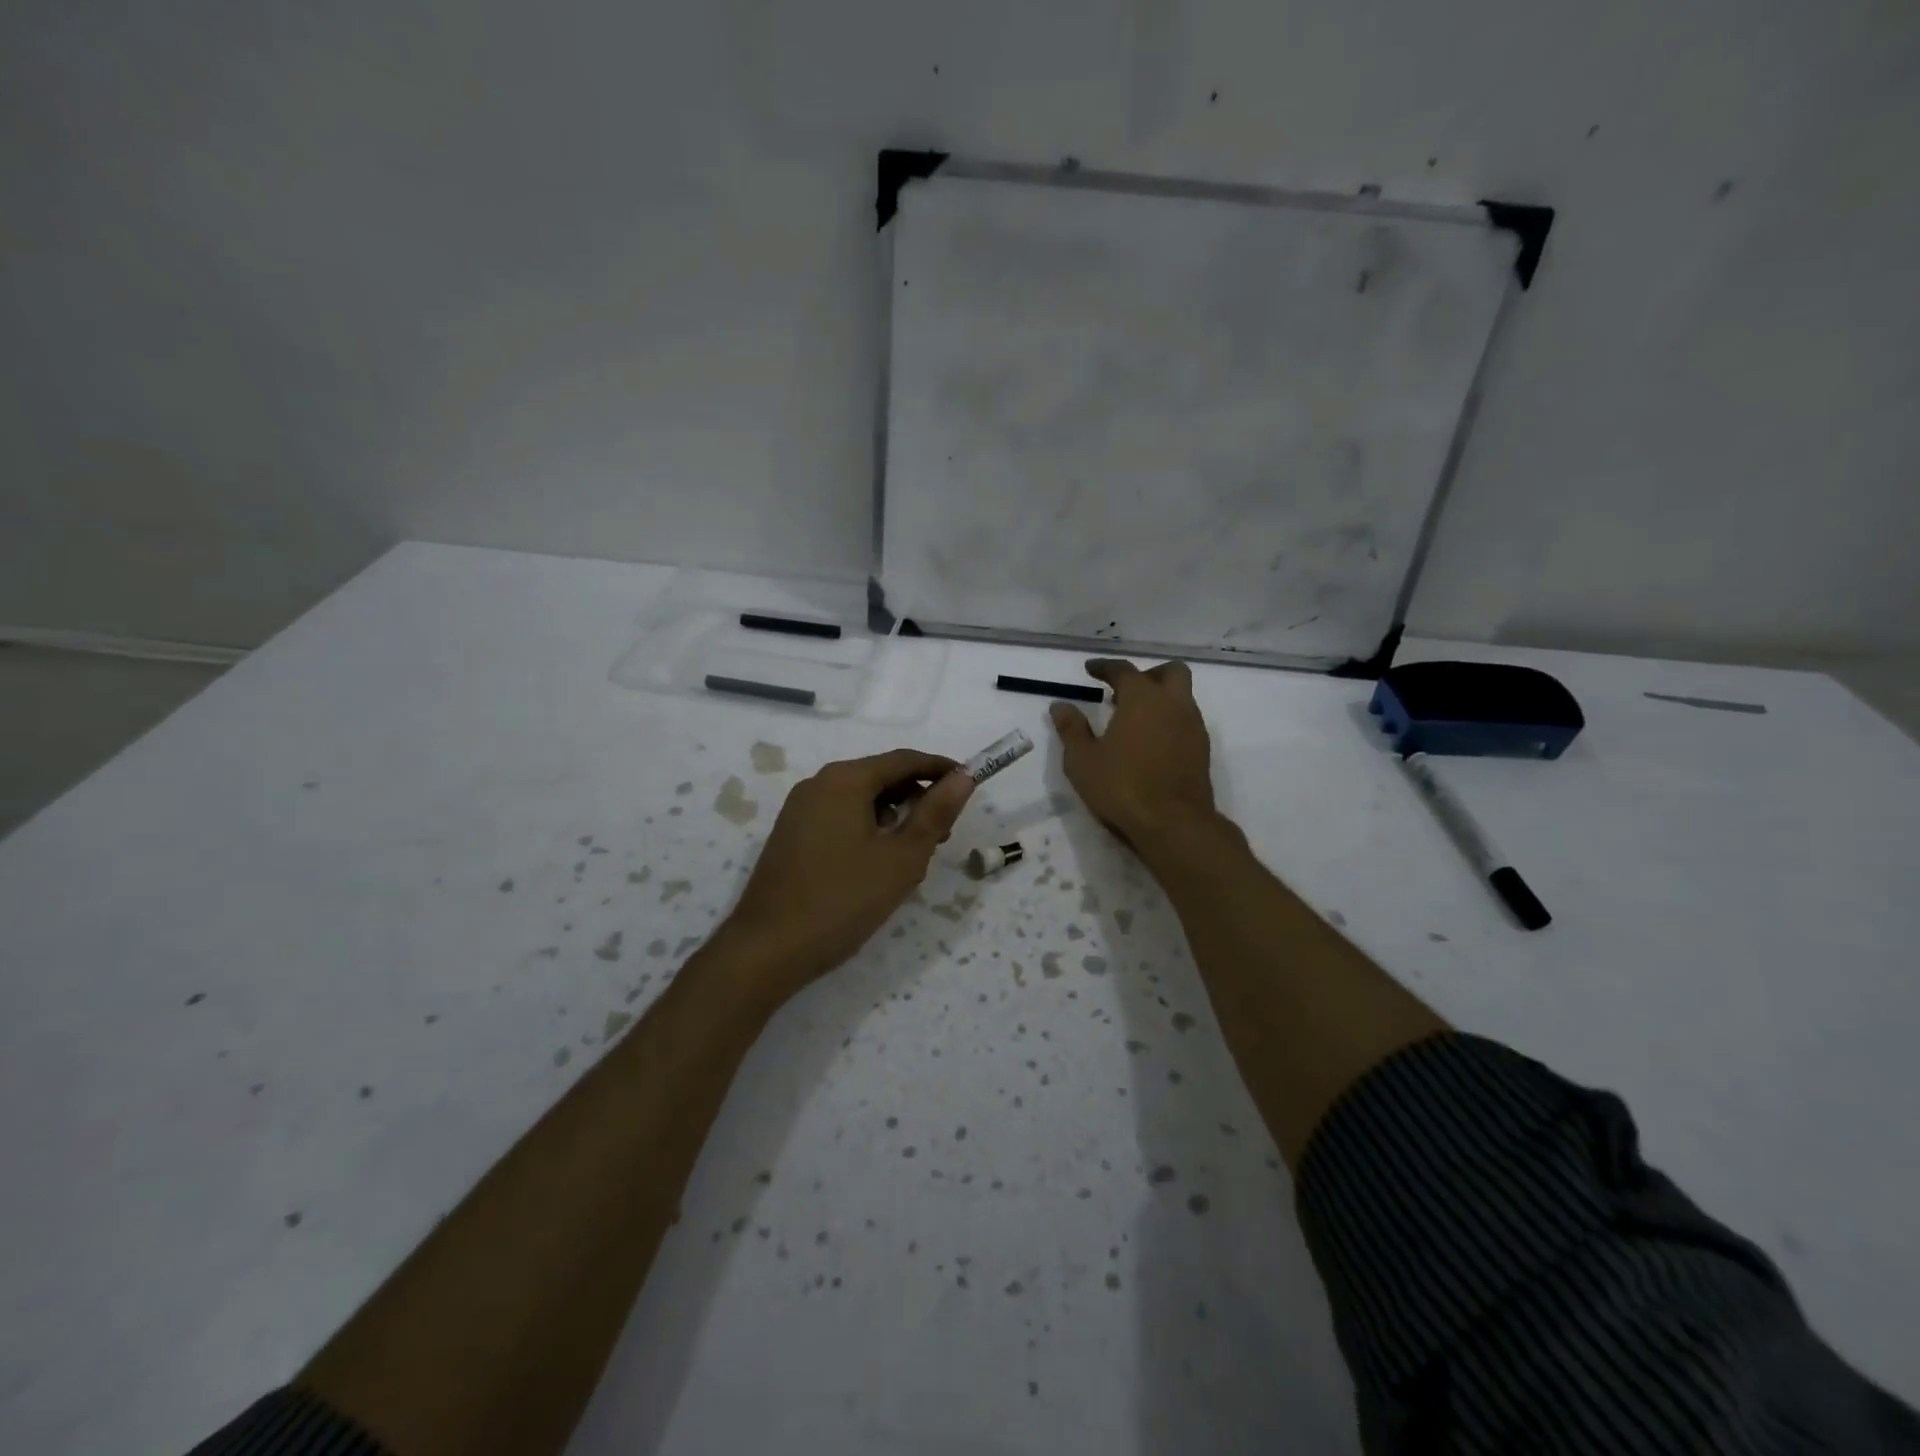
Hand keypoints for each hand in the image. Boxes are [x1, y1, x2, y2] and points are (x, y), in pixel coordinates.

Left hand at [724, 749, 975, 992]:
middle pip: (880, 776)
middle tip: (944, 831)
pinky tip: (878, 862)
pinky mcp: (791, 835)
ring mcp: (799, 809)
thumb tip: (964, 777)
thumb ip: (935, 813)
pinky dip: (868, 827)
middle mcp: (818, 784)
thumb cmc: (843, 900)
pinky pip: (839, 816)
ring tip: (915, 853)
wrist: (768, 949)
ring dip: (893, 815)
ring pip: (860, 799)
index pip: (904, 760)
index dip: (941, 769)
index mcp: (845, 780)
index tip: (971, 783)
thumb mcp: (902, 858)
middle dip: (917, 796)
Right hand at [1050, 658, 1214, 842]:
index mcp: (1143, 698)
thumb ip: (1071, 729)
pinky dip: (1170, 721)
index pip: (1124, 670)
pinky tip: (1151, 743)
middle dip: (1148, 675)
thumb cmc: (1122, 787)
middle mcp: (1173, 704)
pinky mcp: (1202, 751)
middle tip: (1124, 692)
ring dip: (1161, 699)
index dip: (1105, 667)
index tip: (1090, 669)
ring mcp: (1193, 727)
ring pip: (1182, 697)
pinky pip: (1186, 721)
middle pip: (1170, 672)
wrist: (1174, 824)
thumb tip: (1060, 705)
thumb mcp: (1083, 760)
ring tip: (1135, 721)